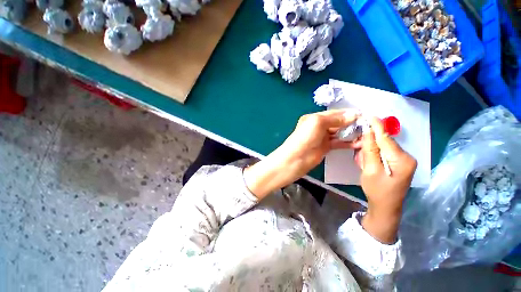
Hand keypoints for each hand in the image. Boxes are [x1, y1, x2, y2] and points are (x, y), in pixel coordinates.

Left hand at [244, 109, 359, 198]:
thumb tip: (354, 115)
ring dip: (352, 133)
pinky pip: (339, 143)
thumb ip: (335, 119)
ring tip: (367, 134)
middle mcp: (319, 126)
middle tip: (369, 125)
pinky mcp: (326, 147)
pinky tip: (359, 143)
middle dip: (352, 123)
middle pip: (338, 122)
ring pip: (340, 133)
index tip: (365, 115)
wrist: (296, 159)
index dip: (349, 113)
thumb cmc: (304, 138)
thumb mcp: (317, 123)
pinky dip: (348, 143)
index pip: (335, 113)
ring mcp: (322, 137)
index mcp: (315, 118)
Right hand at [358, 117, 416, 243]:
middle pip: (385, 142)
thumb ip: (369, 150)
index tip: (369, 115)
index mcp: (402, 159)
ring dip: (370, 151)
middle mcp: (406, 157)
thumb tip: (367, 132)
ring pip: (383, 147)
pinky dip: (374, 155)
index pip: (386, 138)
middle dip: (370, 144)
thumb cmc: (377, 191)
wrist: (385, 208)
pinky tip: (368, 163)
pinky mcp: (399, 163)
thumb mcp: (370, 170)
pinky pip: (384, 153)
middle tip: (359, 154)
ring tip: (363, 162)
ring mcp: (404, 160)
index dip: (376, 126)